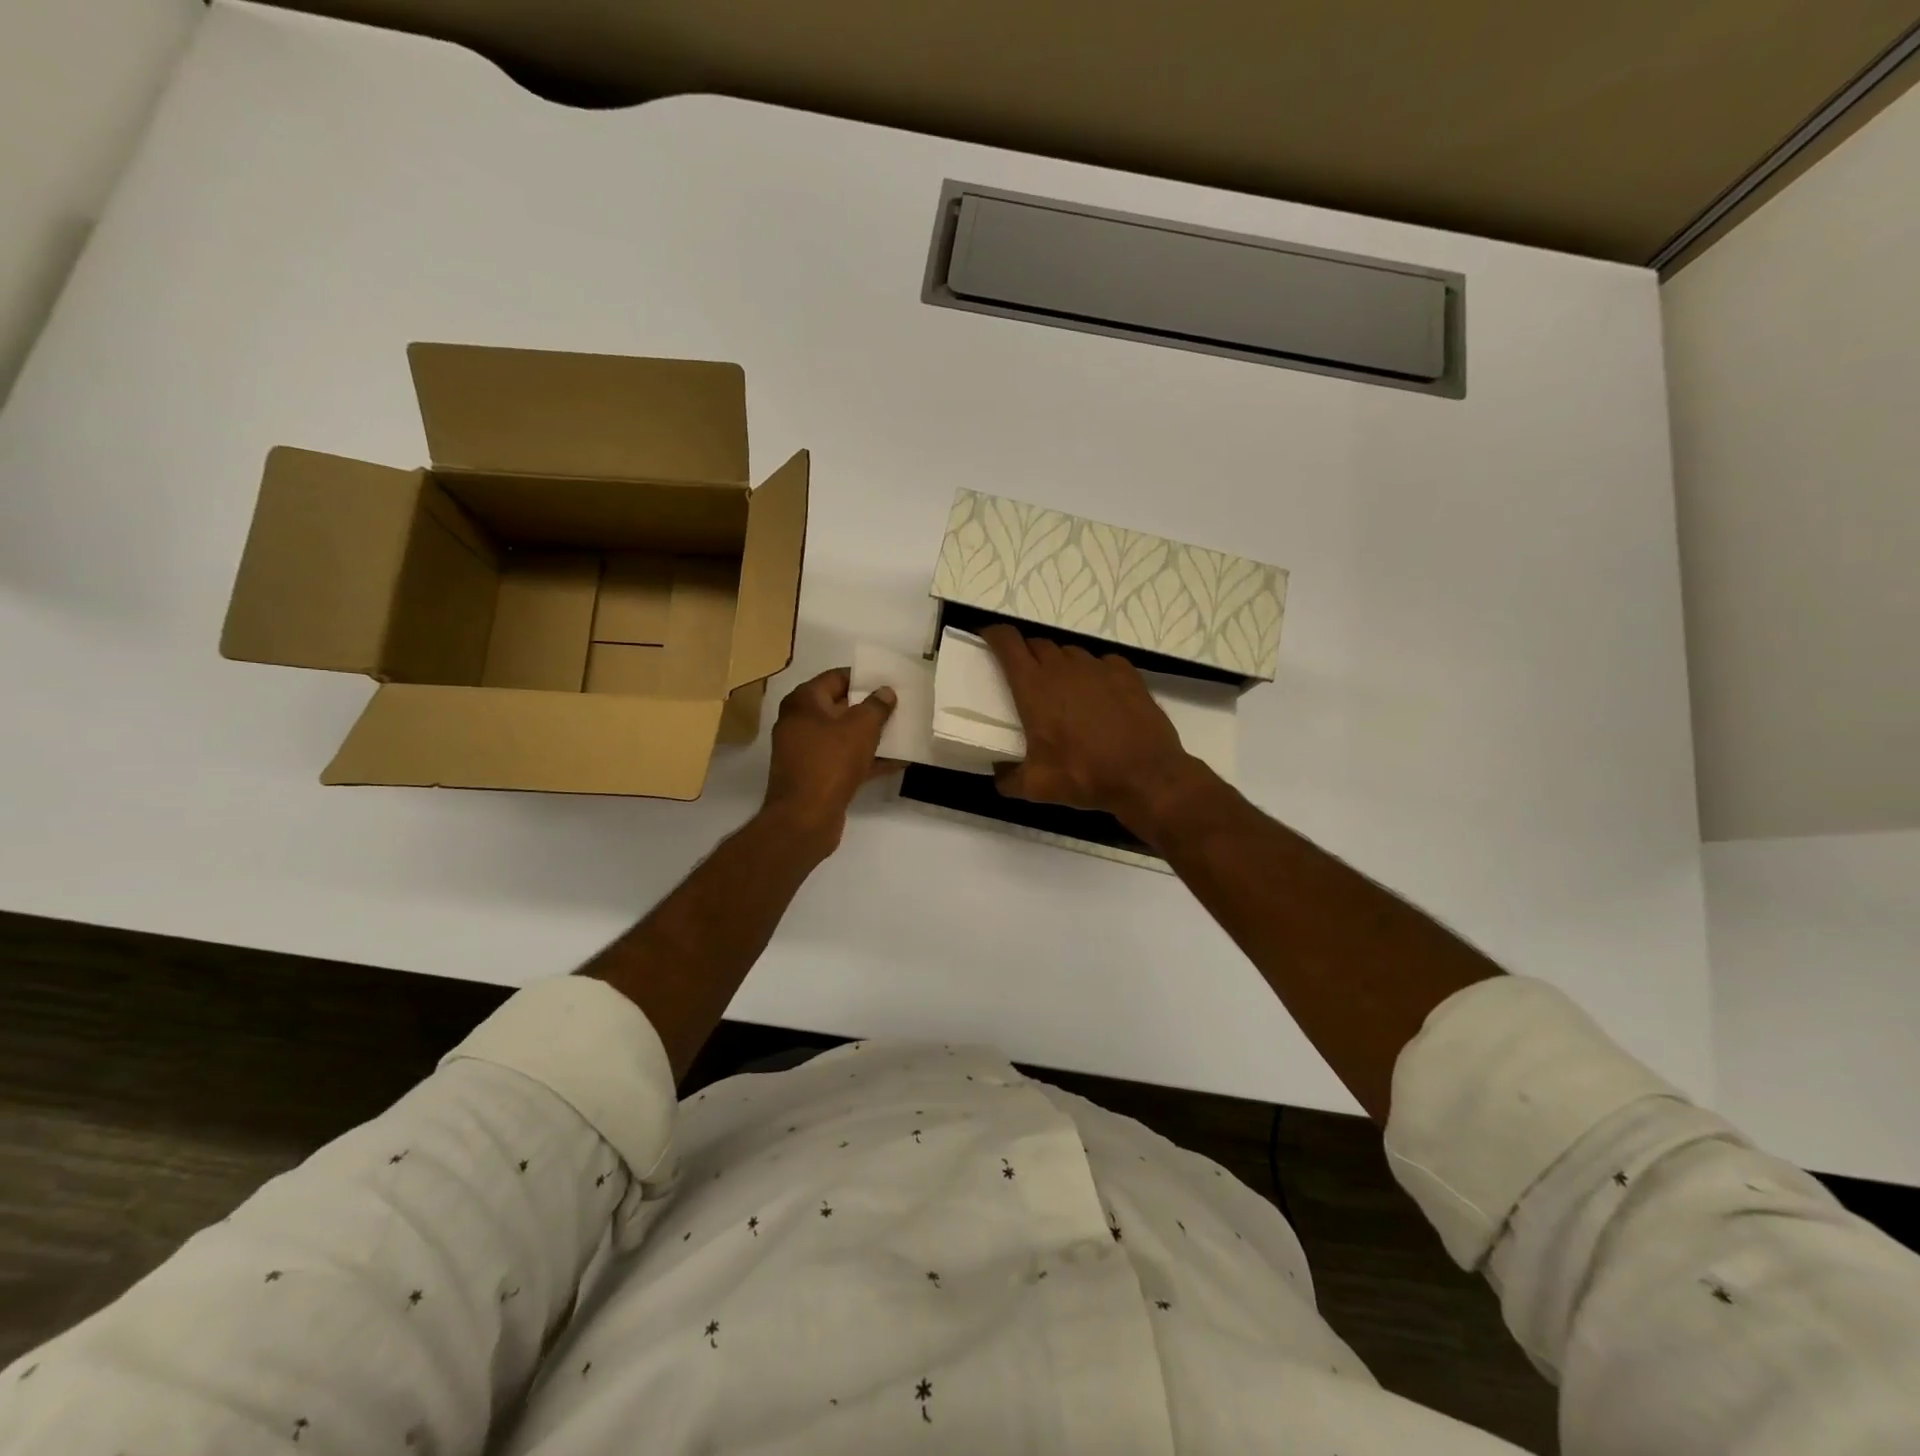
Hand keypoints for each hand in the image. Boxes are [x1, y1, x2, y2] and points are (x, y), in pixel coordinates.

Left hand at [761, 667, 898, 853]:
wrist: (805, 818)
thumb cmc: (830, 762)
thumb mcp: (861, 728)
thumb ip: (876, 706)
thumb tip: (885, 691)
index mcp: (803, 702)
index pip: (836, 678)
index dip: (864, 677)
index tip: (890, 680)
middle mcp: (800, 723)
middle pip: (841, 707)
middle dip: (871, 707)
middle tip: (901, 705)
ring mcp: (807, 752)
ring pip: (845, 736)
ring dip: (872, 735)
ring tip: (904, 731)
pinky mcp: (816, 776)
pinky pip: (845, 760)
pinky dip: (867, 759)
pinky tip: (897, 761)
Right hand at [980, 625, 1199, 829]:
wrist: (1147, 775)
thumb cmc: (1085, 776)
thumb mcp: (1037, 788)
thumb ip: (1009, 779)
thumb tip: (999, 775)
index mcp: (1034, 687)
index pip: (1008, 642)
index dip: (995, 635)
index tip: (988, 639)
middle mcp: (1064, 668)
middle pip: (1037, 644)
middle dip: (1026, 654)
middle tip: (1024, 677)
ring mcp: (1098, 667)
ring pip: (1069, 653)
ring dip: (1058, 663)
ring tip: (1061, 689)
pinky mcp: (1126, 673)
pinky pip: (1101, 662)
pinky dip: (1092, 672)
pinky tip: (1097, 694)